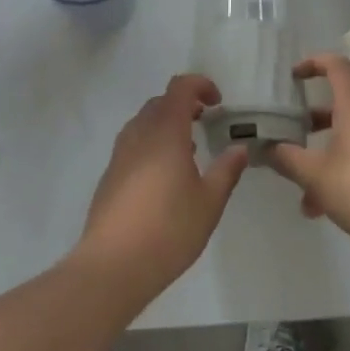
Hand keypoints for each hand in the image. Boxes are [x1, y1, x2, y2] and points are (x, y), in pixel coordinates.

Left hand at [76, 75, 249, 302]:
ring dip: (167, 124)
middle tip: (206, 122)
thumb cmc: (169, 229)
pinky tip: (164, 176)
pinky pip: (134, 143)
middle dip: (184, 104)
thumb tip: (239, 147)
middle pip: (161, 102)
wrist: (112, 265)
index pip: (180, 87)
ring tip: (189, 149)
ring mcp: (120, 153)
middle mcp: (139, 133)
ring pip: (144, 122)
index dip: (200, 85)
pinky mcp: (110, 174)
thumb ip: (226, 170)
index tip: (218, 102)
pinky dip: (152, 144)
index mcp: (165, 130)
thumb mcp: (209, 202)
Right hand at [268, 56, 349, 254]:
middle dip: (311, 125)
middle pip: (339, 109)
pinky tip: (325, 210)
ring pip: (348, 143)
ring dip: (323, 161)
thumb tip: (268, 148)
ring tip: (304, 195)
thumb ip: (288, 159)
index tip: (293, 75)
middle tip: (290, 140)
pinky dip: (340, 177)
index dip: (314, 62)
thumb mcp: (316, 175)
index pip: (337, 68)